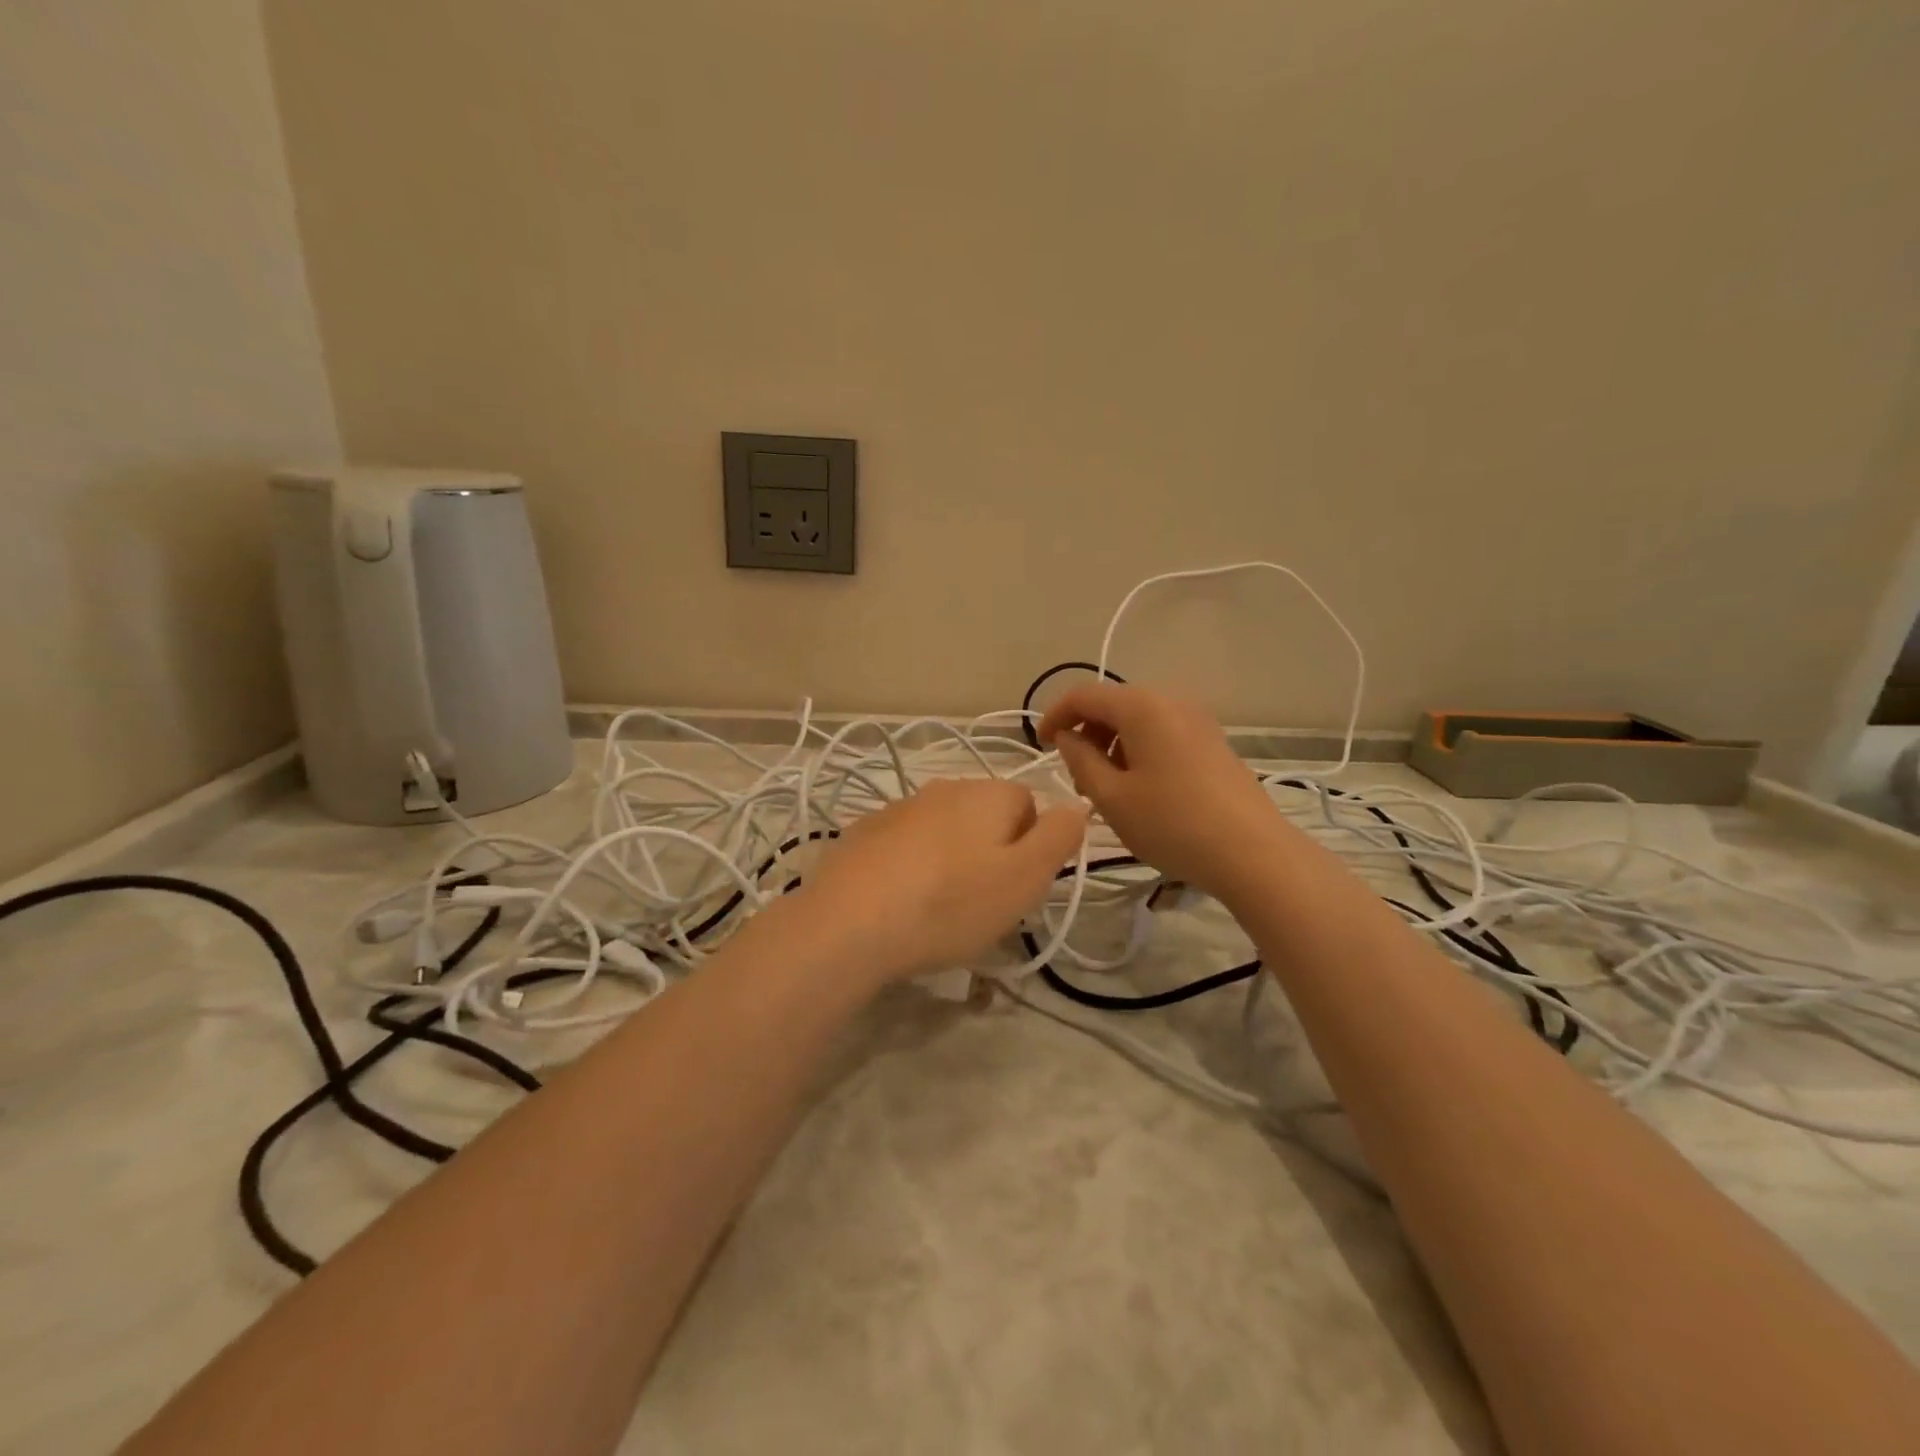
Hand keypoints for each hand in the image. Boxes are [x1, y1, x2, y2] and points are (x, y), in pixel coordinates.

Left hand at [795, 778, 1087, 983]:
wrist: (850, 923)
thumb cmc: (951, 903)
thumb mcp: (1025, 878)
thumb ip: (1059, 836)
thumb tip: (1076, 804)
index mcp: (988, 793)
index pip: (1029, 806)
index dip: (1030, 848)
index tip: (1014, 887)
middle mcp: (944, 787)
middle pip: (985, 817)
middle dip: (990, 854)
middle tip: (980, 903)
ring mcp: (898, 807)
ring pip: (943, 832)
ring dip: (949, 861)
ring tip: (938, 910)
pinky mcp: (863, 833)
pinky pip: (904, 847)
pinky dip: (909, 868)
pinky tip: (899, 904)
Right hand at [1038, 682, 1289, 901]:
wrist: (1253, 853)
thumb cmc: (1172, 824)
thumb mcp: (1111, 796)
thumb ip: (1079, 759)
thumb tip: (1068, 736)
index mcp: (1142, 707)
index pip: (1084, 696)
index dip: (1055, 716)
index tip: (1040, 746)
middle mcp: (1171, 701)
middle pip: (1113, 705)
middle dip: (1086, 734)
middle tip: (1078, 778)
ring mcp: (1198, 720)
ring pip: (1139, 721)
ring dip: (1112, 745)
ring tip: (1108, 789)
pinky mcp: (1213, 742)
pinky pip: (1162, 734)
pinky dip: (1139, 751)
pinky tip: (1141, 790)